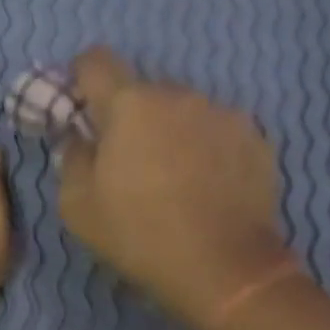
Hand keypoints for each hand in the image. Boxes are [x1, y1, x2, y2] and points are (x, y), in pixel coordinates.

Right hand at [56, 47, 290, 329]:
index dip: (81, 78)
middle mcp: (180, 95)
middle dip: (132, 117)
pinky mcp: (258, 139)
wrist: (224, 268)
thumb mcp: (77, 206)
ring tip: (177, 179)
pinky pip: (220, 132)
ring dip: (173, 132)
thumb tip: (80, 140)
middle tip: (131, 161)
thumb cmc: (139, 235)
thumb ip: (71, 159)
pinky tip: (210, 188)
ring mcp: (224, 114)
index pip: (95, 61)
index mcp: (130, 104)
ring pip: (185, 112)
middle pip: (144, 91)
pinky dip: (209, 150)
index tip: (82, 107)